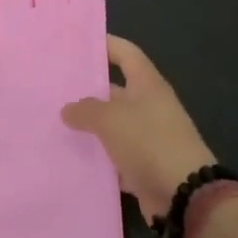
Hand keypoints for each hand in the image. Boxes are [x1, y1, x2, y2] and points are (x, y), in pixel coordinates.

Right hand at [61, 36, 215, 222]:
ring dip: (89, 126)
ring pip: (112, 125)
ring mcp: (147, 137)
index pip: (125, 53)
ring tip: (54, 121)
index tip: (76, 42)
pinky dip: (97, 156)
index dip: (105, 44)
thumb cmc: (149, 142)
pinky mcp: (143, 165)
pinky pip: (115, 155)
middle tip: (53, 87)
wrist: (184, 195)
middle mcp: (149, 106)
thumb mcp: (111, 119)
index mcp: (147, 84)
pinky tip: (71, 155)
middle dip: (87, 89)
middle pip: (115, 90)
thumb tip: (68, 109)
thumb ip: (85, 110)